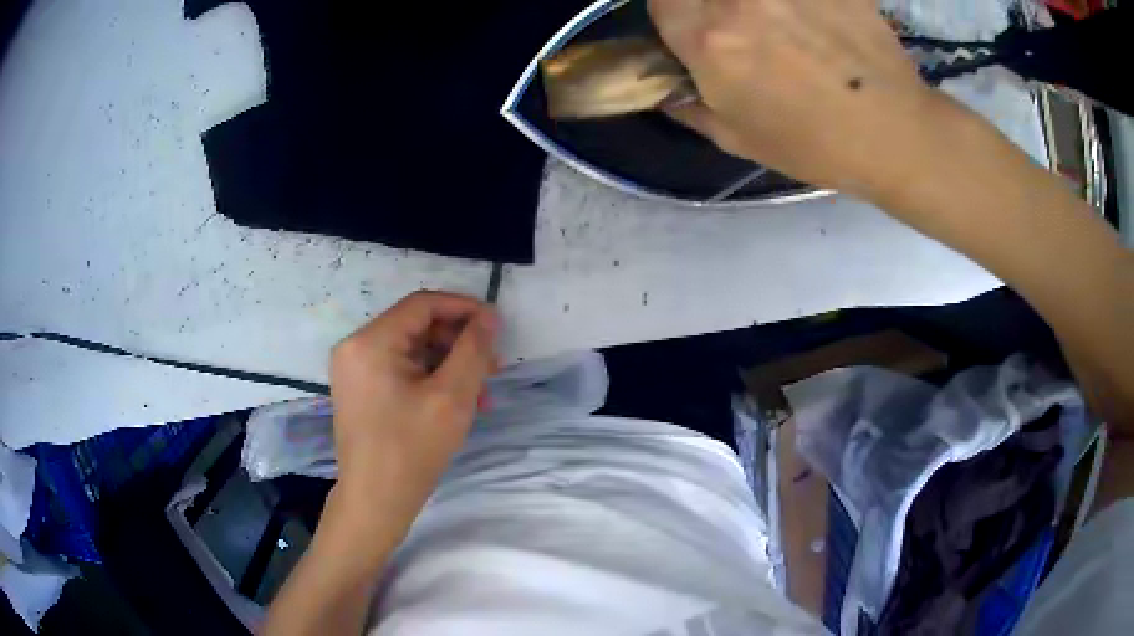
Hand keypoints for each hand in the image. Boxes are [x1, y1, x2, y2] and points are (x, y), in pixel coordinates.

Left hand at [328, 291, 498, 543]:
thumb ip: (473, 350)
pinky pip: (401, 370)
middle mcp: (355, 347)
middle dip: (459, 343)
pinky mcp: (360, 390)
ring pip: (412, 351)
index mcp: (370, 342)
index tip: (497, 326)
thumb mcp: (452, 397)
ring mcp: (355, 370)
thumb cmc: (412, 449)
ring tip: (482, 394)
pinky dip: (431, 380)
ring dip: (450, 365)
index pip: (422, 304)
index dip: (464, 309)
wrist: (375, 501)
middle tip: (493, 368)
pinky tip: (458, 403)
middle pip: (417, 327)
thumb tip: (488, 317)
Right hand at [648, 0, 946, 196]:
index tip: (690, 29)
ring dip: (754, 5)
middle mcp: (737, 1)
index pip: (659, 3)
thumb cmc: (816, 146)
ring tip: (780, 25)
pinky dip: (798, 4)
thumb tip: (667, 91)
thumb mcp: (740, 139)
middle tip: (736, 26)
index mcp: (708, 40)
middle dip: (707, 6)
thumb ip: (691, 108)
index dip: (673, 15)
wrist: (894, 134)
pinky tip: (812, 20)